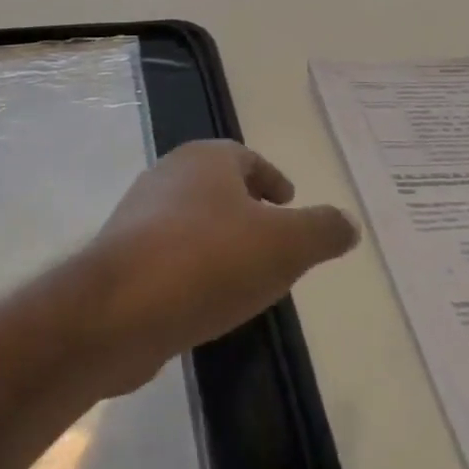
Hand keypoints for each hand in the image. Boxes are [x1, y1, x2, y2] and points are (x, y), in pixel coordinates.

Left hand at [81, 141, 359, 393]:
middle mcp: (167, 176)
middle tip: (275, 243)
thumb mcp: (286, 244)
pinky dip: (193, 269)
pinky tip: (205, 302)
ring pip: (192, 222)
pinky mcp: (121, 258)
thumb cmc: (210, 261)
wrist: (120, 310)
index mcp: (205, 159)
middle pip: (217, 188)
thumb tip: (348, 222)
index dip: (271, 179)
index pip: (246, 158)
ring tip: (245, 277)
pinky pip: (169, 256)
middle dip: (247, 211)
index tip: (289, 205)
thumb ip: (322, 230)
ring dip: (219, 243)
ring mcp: (138, 216)